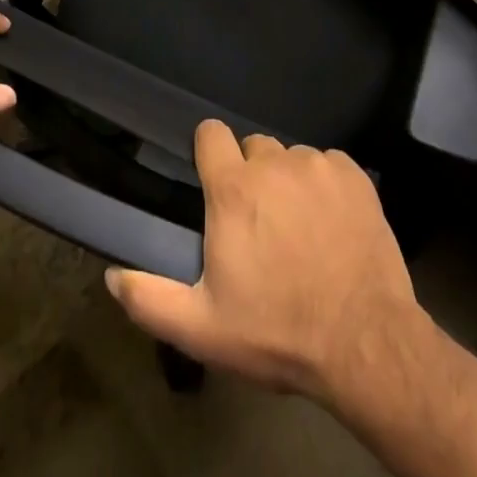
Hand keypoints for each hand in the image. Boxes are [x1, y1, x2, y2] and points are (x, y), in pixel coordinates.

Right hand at [104, 120, 428, 403]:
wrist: (365, 343)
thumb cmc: (277, 332)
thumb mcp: (203, 329)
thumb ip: (150, 299)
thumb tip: (111, 275)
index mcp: (233, 188)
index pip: (210, 133)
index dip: (208, 153)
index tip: (213, 182)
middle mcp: (273, 162)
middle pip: (253, 147)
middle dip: (251, 176)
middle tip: (260, 224)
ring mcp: (317, 164)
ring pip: (292, 158)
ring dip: (289, 183)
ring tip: (300, 229)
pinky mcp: (355, 175)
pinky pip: (329, 165)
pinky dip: (325, 186)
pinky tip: (333, 225)